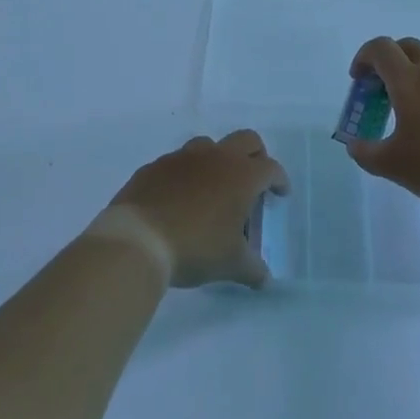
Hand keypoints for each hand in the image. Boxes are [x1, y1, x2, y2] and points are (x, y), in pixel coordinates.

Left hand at [107, 131, 290, 288]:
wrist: (139, 238)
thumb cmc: (196, 247)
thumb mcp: (231, 264)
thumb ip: (253, 269)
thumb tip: (265, 278)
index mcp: (241, 175)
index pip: (271, 168)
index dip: (279, 180)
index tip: (280, 193)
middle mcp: (215, 156)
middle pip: (247, 140)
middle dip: (256, 156)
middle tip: (254, 181)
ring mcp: (183, 157)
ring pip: (210, 145)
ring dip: (219, 160)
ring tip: (215, 188)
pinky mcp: (156, 165)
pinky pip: (178, 162)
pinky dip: (187, 174)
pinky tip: (180, 198)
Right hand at [343, 37, 419, 209]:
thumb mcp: (392, 165)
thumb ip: (365, 153)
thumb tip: (355, 145)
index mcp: (408, 81)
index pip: (381, 48)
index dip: (363, 57)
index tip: (358, 81)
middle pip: (407, 46)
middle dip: (388, 59)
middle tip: (379, 87)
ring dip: (411, 70)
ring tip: (405, 104)